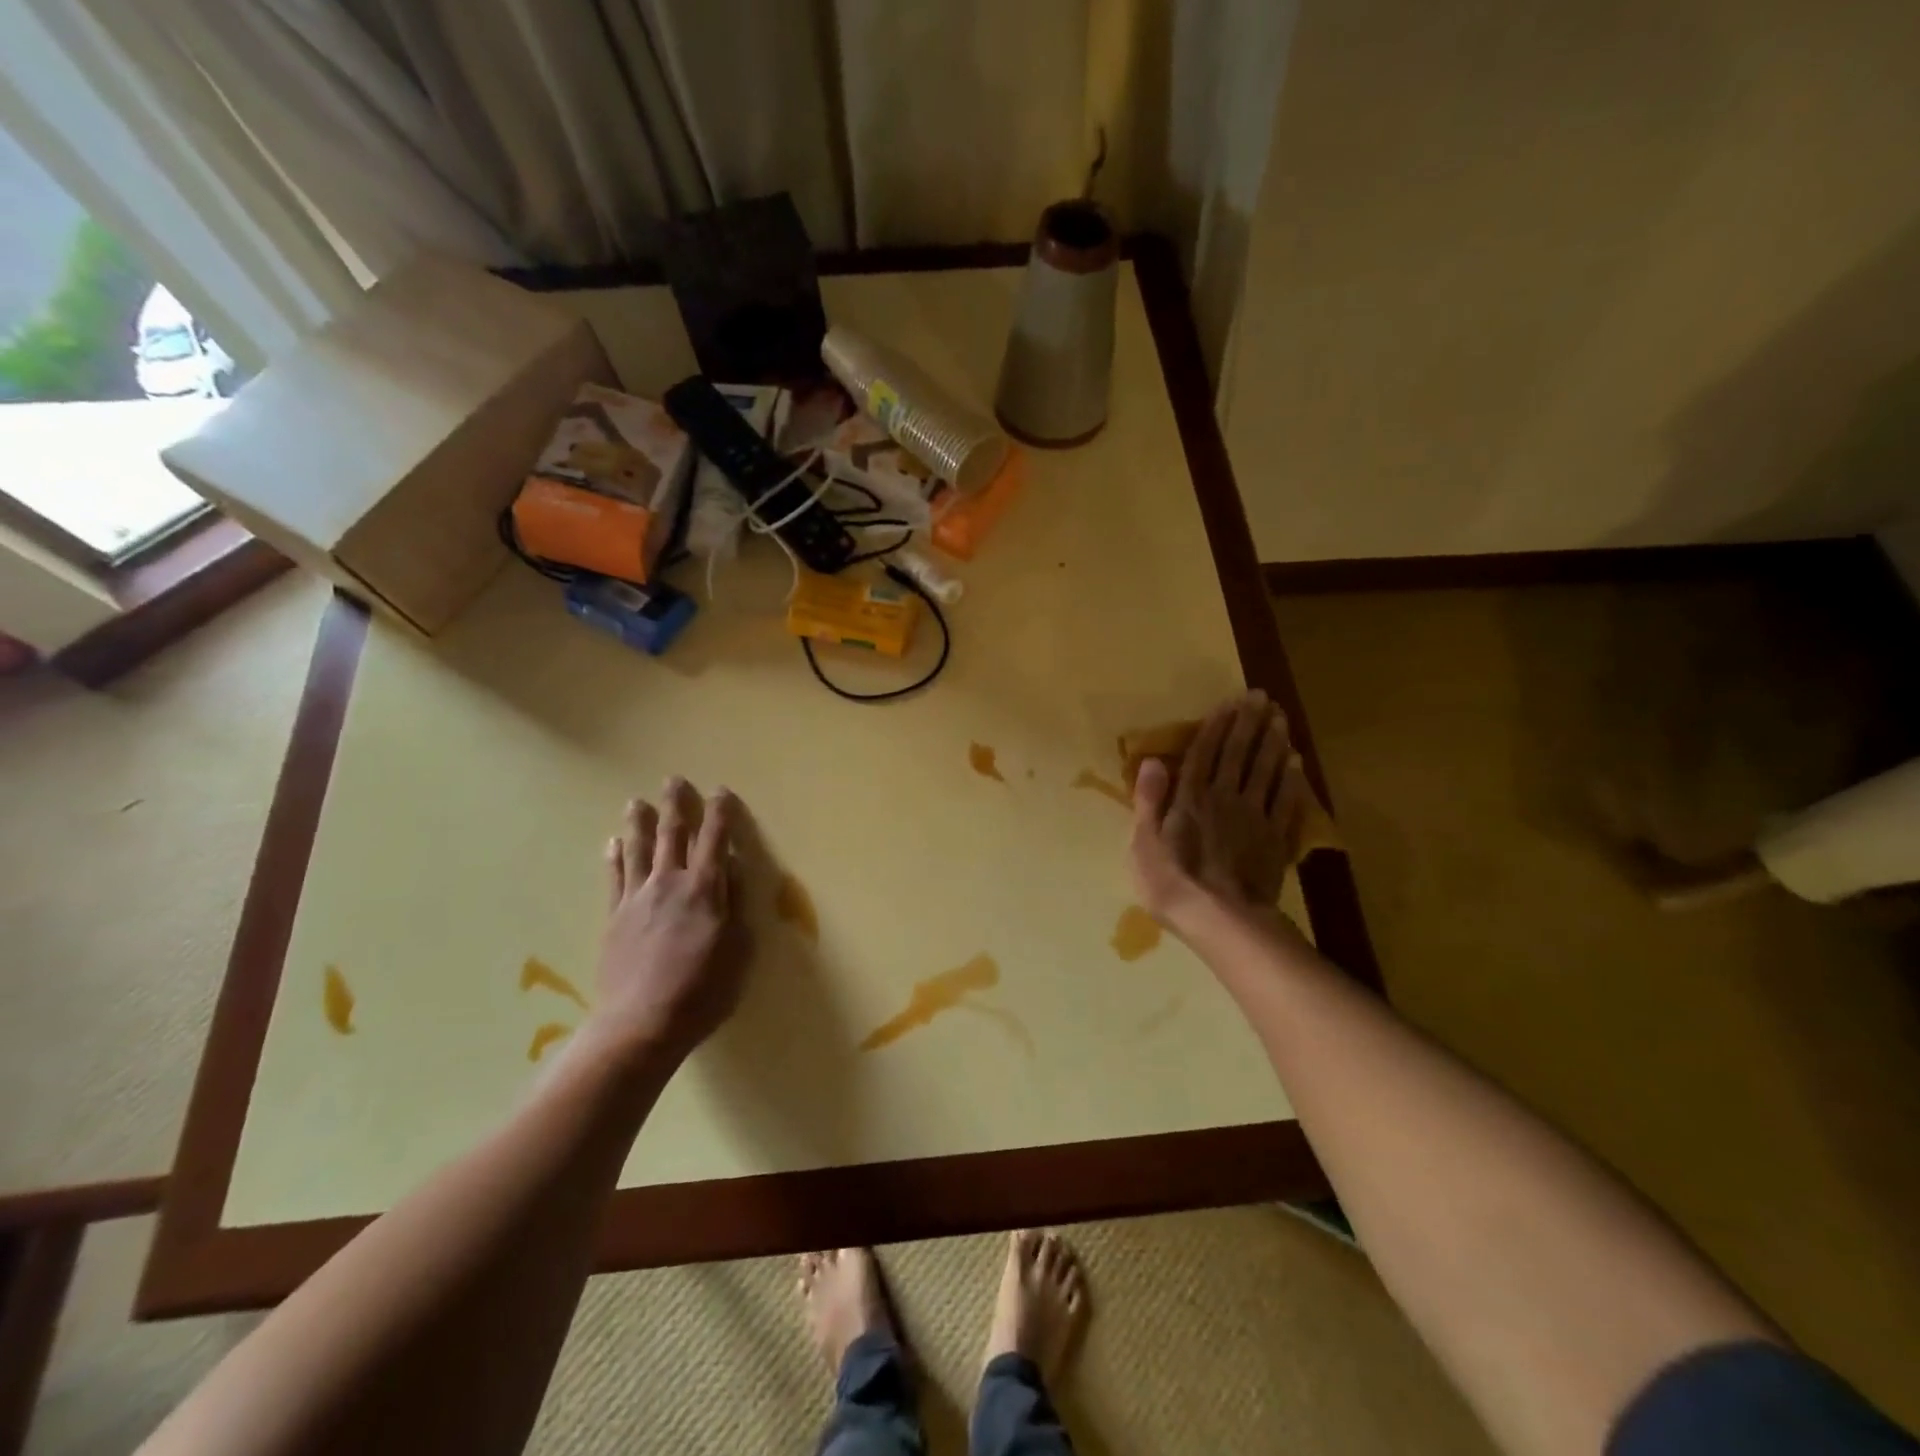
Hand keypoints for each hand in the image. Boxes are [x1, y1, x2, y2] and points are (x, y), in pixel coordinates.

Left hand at [590, 778, 751, 1060]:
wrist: (641, 1024)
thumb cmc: (703, 990)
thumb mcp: (738, 949)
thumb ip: (735, 904)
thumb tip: (732, 869)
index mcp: (705, 890)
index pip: (716, 840)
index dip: (720, 814)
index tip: (721, 791)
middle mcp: (670, 884)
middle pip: (673, 835)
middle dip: (676, 805)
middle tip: (674, 780)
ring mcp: (638, 899)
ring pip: (639, 850)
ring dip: (639, 823)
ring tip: (636, 801)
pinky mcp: (615, 918)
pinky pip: (614, 878)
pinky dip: (614, 857)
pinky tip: (613, 843)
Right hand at [1130, 691, 1305, 935]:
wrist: (1222, 920)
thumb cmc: (1172, 883)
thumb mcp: (1144, 843)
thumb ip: (1150, 800)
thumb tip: (1153, 760)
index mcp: (1190, 798)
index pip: (1203, 753)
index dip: (1216, 726)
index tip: (1229, 701)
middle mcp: (1224, 798)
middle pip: (1238, 754)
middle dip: (1248, 723)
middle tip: (1261, 696)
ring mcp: (1253, 818)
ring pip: (1265, 771)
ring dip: (1272, 742)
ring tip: (1280, 717)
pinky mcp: (1274, 839)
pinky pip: (1285, 801)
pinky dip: (1291, 779)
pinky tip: (1295, 762)